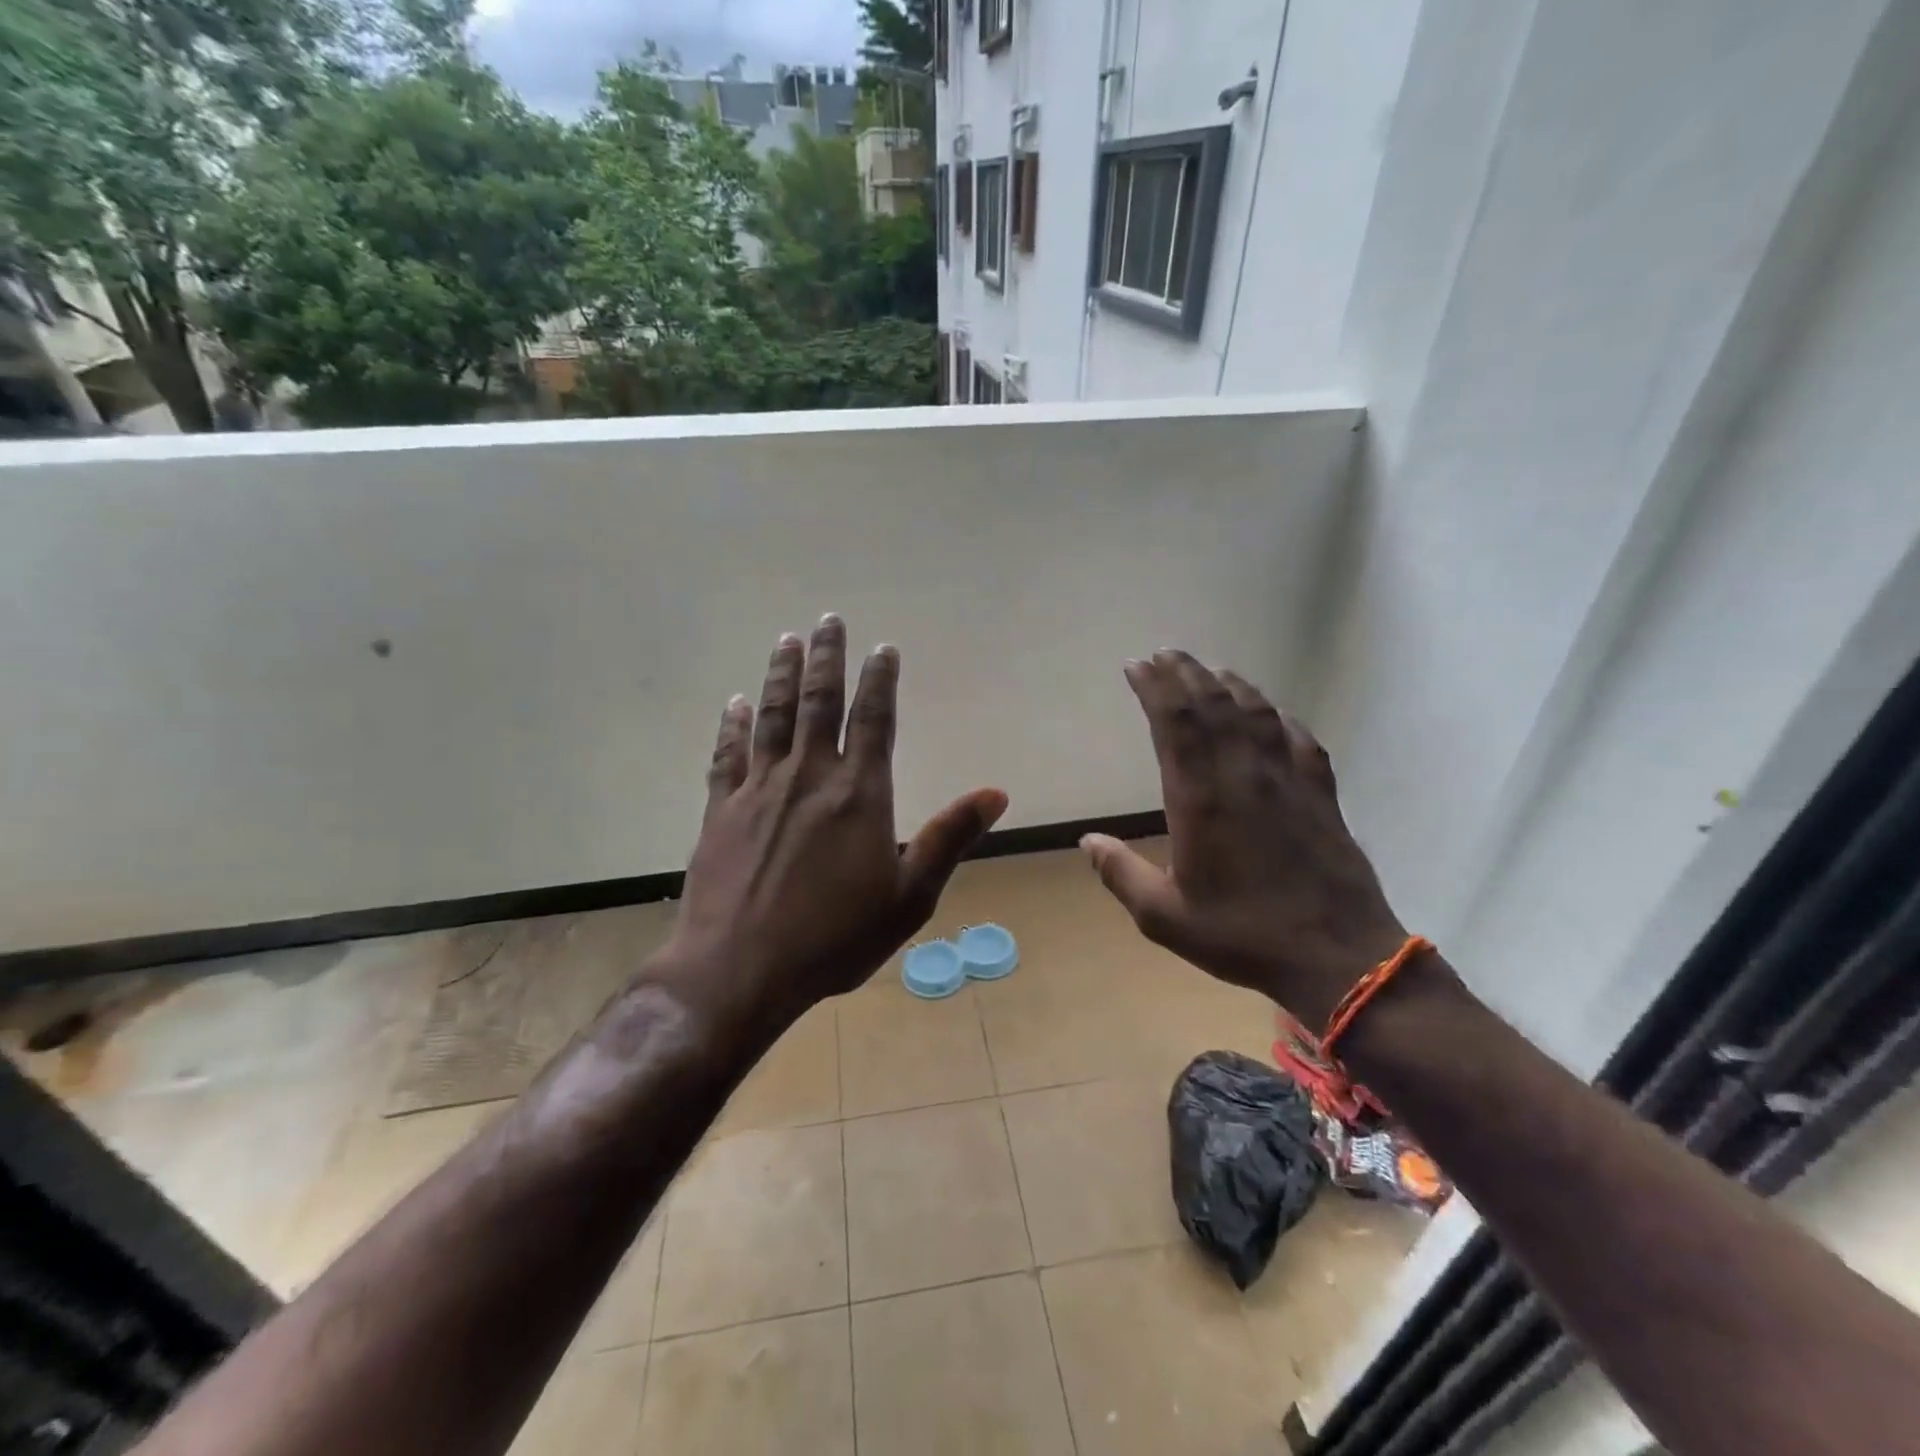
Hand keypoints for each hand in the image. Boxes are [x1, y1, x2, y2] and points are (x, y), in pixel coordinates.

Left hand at [654, 615, 1007, 1033]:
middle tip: (828, 620)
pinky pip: (727, 755)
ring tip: (787, 640)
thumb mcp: (910, 896)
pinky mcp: (722, 811)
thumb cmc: (835, 938)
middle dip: (826, 657)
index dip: (880, 679)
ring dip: (781, 674)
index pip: (874, 719)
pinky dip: (733, 725)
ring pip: (772, 716)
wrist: (740, 971)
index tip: (883, 648)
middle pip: (819, 701)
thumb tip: (996, 793)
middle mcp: (809, 776)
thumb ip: (949, 838)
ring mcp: (759, 789)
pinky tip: (735, 703)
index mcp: (859, 793)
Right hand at [1081, 651, 1407, 1029]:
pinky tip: (1271, 712)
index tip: (1136, 666)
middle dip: (1185, 673)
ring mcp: (1288, 780)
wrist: (1338, 957)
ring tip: (1209, 670)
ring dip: (1229, 684)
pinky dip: (1278, 717)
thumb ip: (1121, 874)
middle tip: (1164, 654)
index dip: (1155, 688)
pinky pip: (1298, 739)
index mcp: (1201, 798)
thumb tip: (1088, 840)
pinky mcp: (1321, 794)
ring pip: (1256, 714)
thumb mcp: (1164, 916)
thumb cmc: (1242, 935)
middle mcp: (1243, 775)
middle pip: (1213, 706)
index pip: (1175, 723)